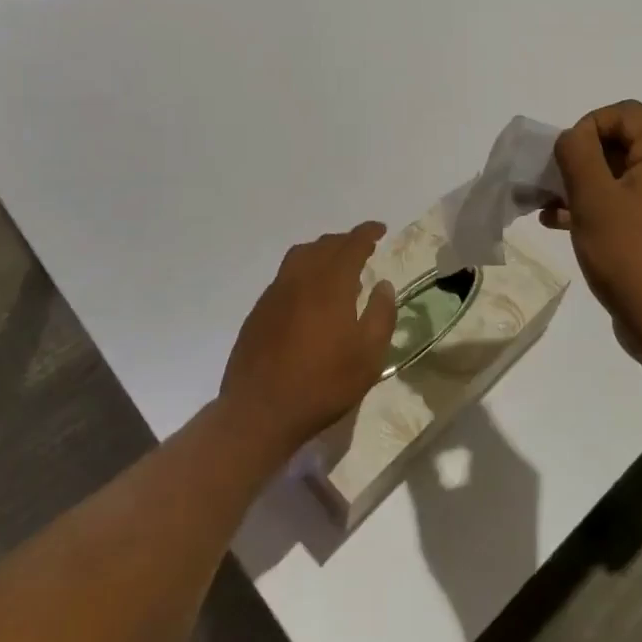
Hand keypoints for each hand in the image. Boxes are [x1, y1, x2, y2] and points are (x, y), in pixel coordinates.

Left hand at [219, 223, 396, 459]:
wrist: (260, 412)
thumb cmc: (323, 384)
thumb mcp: (369, 356)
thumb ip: (381, 315)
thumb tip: (383, 285)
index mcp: (330, 284)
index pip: (351, 245)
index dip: (367, 233)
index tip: (380, 229)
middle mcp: (300, 279)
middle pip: (324, 246)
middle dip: (345, 241)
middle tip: (363, 248)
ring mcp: (275, 294)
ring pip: (300, 256)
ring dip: (322, 252)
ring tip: (337, 267)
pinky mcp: (259, 311)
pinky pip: (285, 276)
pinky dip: (304, 272)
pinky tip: (310, 296)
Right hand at [543, 101, 641, 358]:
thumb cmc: (628, 254)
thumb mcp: (593, 197)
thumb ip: (577, 153)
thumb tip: (573, 137)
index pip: (626, 113)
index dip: (590, 123)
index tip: (566, 155)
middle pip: (621, 143)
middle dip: (580, 157)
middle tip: (551, 181)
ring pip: (618, 177)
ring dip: (581, 184)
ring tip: (547, 205)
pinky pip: (623, 205)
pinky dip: (594, 207)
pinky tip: (560, 225)